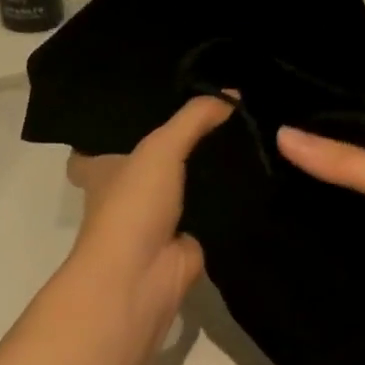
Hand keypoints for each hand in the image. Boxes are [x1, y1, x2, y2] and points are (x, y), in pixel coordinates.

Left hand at [64, 96, 235, 353]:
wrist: (143, 275)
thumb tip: (234, 94)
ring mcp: (160, 214)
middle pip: (162, 154)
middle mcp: (130, 188)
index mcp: (105, 166)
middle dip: (188, 136)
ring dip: (213, 165)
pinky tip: (259, 170)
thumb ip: (194, 118)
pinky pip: (214, 207)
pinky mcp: (190, 236)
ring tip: (249, 130)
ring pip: (190, 180)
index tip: (174, 90)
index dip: (140, 113)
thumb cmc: (134, 204)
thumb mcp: (160, 146)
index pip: (117, 131)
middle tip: (227, 105)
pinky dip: (232, 196)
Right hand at [277, 128, 364, 340]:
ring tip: (269, 224)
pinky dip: (351, 253)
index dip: (313, 142)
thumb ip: (348, 166)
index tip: (259, 151)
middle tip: (255, 193)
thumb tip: (282, 134)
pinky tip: (311, 258)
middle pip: (356, 181)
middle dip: (316, 187)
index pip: (354, 139)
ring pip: (364, 219)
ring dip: (331, 223)